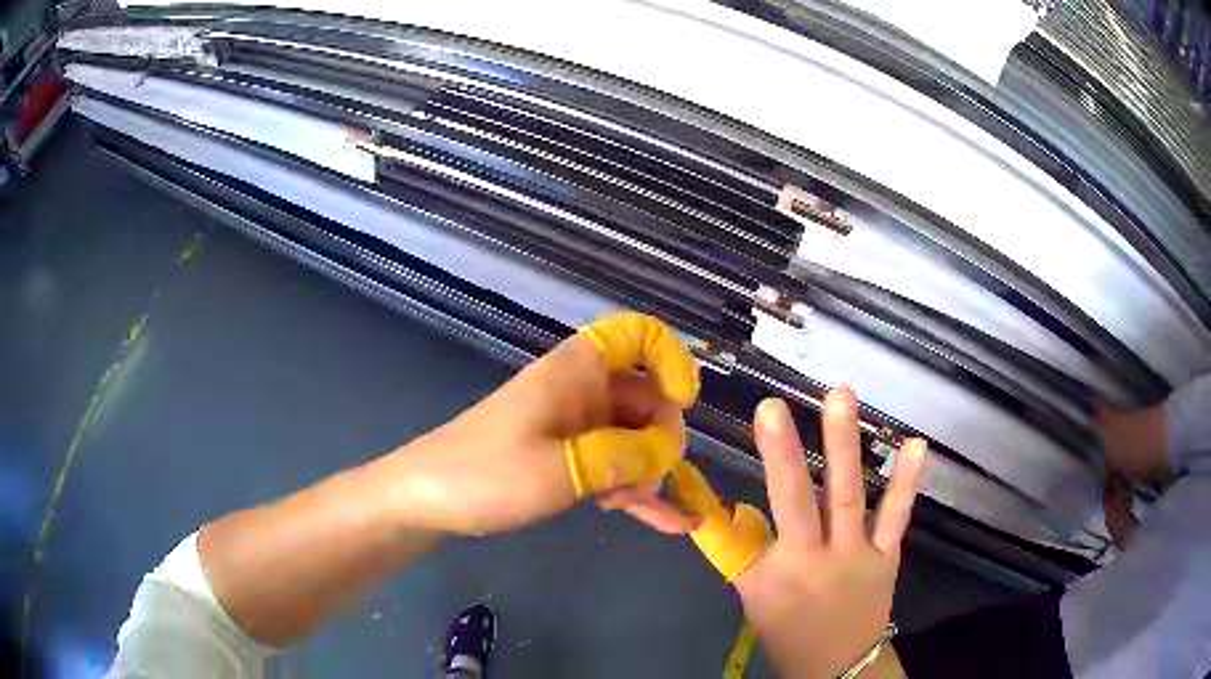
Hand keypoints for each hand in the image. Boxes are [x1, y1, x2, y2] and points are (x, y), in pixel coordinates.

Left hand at [386, 312, 702, 534]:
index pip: (638, 334)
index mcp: (577, 371)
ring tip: (635, 508)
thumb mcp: (559, 469)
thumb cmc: (484, 474)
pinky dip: (637, 490)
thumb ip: (623, 456)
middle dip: (660, 438)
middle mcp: (582, 391)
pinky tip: (671, 522)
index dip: (671, 359)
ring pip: (634, 438)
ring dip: (646, 472)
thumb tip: (670, 450)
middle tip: (645, 481)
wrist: (426, 500)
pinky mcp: (566, 460)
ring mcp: (575, 428)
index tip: (685, 403)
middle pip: (647, 397)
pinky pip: (614, 468)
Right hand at [733, 389, 927, 678]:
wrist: (840, 667)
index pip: (733, 533)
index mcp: (769, 578)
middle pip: (793, 503)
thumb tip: (720, 511)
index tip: (696, 471)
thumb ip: (743, 555)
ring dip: (843, 445)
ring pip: (847, 496)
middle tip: (774, 407)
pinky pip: (896, 515)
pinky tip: (917, 445)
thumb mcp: (755, 601)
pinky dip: (907, 481)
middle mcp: (810, 562)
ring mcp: (854, 555)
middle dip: (781, 454)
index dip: (719, 495)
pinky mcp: (885, 555)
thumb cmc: (790, 635)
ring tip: (840, 397)